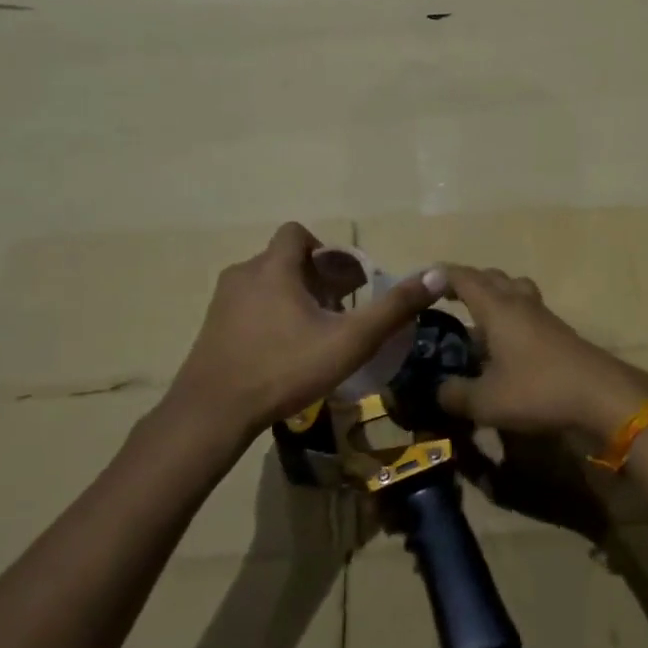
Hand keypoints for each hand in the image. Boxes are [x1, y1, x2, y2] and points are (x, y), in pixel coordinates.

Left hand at [159, 223, 444, 445]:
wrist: (211, 414)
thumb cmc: (283, 369)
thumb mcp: (349, 341)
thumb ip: (393, 308)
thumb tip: (436, 274)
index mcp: (274, 268)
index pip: (298, 233)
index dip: (326, 250)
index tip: (345, 281)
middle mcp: (244, 274)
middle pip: (286, 260)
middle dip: (316, 278)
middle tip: (340, 310)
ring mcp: (222, 302)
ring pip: (267, 284)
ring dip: (294, 297)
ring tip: (316, 332)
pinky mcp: (212, 328)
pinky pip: (250, 306)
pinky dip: (272, 315)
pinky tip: (285, 350)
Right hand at [436, 265, 647, 442]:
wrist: (600, 396)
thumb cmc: (538, 390)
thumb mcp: (485, 401)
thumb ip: (455, 395)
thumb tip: (438, 391)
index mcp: (497, 308)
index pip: (464, 278)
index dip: (441, 276)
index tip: (422, 282)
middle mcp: (519, 303)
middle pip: (492, 278)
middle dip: (467, 282)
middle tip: (446, 299)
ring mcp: (543, 316)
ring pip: (514, 290)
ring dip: (493, 296)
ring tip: (477, 320)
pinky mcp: (558, 333)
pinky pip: (527, 312)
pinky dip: (510, 318)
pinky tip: (503, 346)